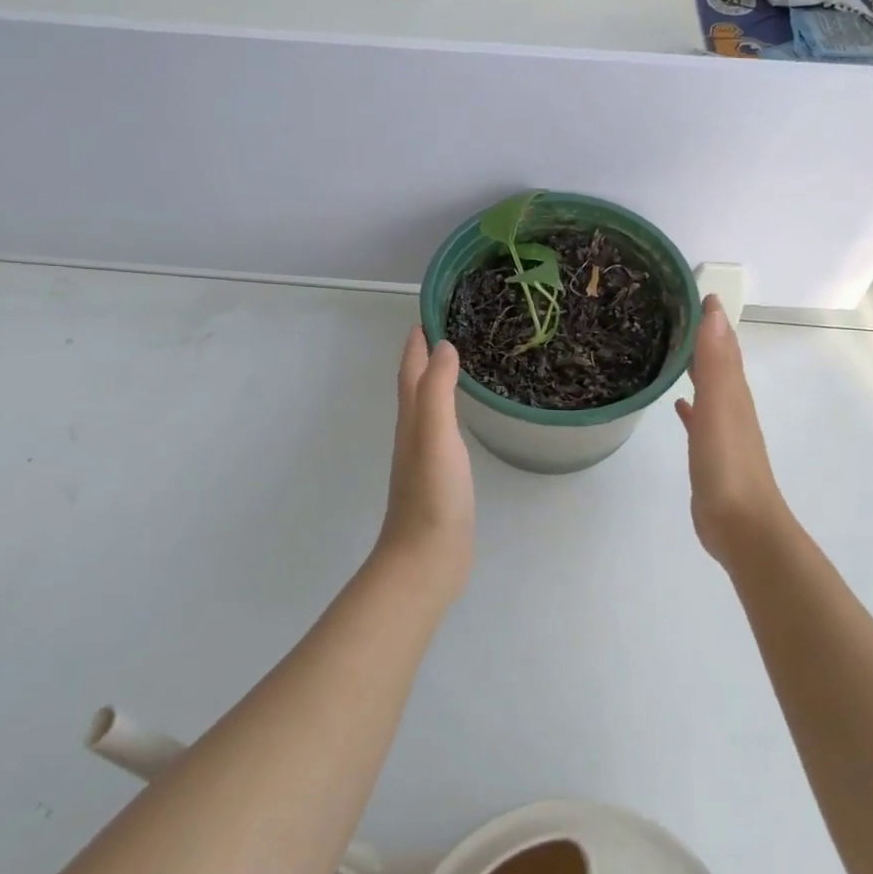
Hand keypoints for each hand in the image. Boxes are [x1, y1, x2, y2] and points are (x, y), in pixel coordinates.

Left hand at [374, 328, 474, 594]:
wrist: (427, 559)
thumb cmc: (432, 495)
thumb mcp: (435, 435)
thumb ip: (437, 391)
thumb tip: (442, 346)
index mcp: (411, 420)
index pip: (411, 371)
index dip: (416, 343)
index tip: (428, 314)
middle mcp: (413, 434)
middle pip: (415, 386)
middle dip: (426, 357)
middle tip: (447, 331)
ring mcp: (425, 458)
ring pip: (428, 409)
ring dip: (436, 383)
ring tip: (457, 365)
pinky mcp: (440, 479)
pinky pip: (443, 433)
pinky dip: (449, 414)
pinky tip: (461, 419)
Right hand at [675, 296, 792, 567]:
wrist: (740, 524)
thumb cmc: (727, 463)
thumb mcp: (720, 406)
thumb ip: (716, 362)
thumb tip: (715, 311)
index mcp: (734, 392)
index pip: (722, 343)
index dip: (709, 317)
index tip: (687, 289)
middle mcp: (731, 406)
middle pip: (716, 362)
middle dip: (700, 337)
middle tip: (671, 313)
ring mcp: (721, 431)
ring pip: (708, 387)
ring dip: (694, 367)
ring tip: (669, 349)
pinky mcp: (709, 454)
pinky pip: (699, 419)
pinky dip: (690, 406)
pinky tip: (678, 403)